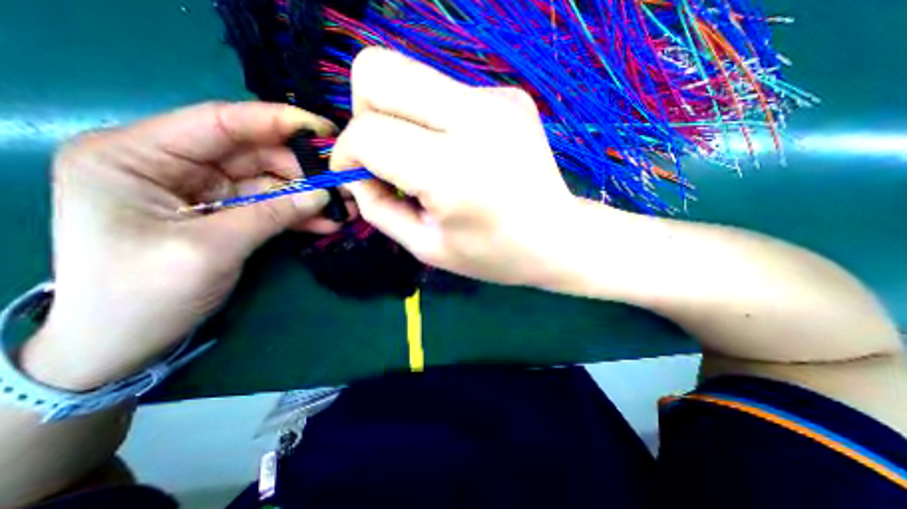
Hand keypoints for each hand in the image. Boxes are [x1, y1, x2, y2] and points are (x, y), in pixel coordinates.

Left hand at [21, 101, 337, 388]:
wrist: (127, 340)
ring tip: (345, 205)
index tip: (323, 129)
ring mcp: (205, 190)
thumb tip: (323, 194)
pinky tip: (327, 222)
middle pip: (254, 154)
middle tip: (343, 181)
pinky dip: (299, 214)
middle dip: (302, 169)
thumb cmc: (144, 293)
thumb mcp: (210, 248)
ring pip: (270, 182)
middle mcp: (173, 165)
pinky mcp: (227, 212)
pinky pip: (271, 206)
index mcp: (138, 155)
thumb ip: (270, 215)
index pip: (220, 122)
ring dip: (308, 195)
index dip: (276, 121)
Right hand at [333, 48, 600, 286]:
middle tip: (384, 155)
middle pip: (377, 70)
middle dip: (364, 112)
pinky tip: (458, 152)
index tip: (357, 177)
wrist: (559, 238)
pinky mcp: (508, 95)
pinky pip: (444, 92)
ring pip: (409, 74)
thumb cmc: (494, 254)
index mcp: (452, 171)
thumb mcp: (427, 247)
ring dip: (399, 116)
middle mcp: (474, 120)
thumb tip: (356, 173)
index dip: (348, 154)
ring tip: (424, 159)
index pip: (368, 133)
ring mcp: (495, 99)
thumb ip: (379, 209)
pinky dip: (433, 120)